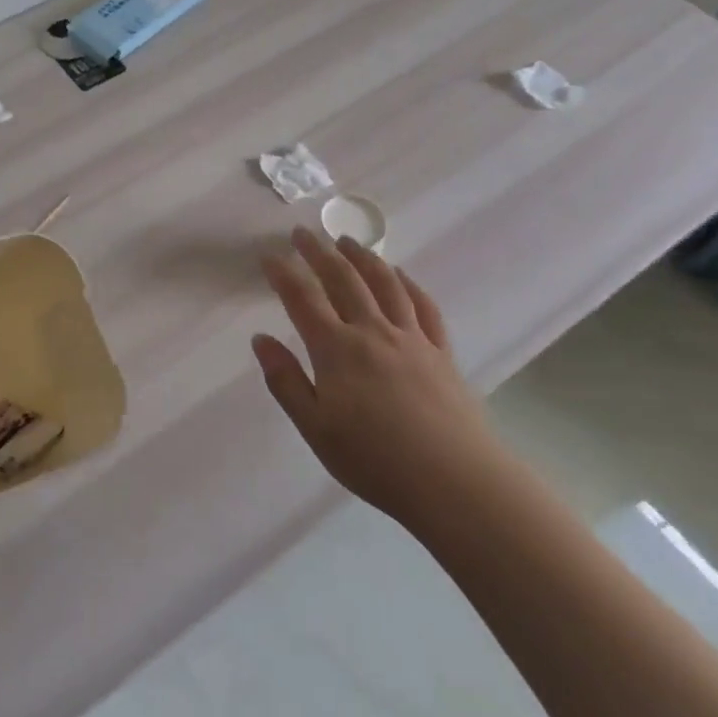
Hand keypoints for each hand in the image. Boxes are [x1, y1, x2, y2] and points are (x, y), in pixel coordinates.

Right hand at [254, 228, 502, 529]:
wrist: (456, 483)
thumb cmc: (375, 460)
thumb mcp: (315, 428)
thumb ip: (285, 380)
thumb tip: (261, 339)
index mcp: (336, 349)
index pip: (302, 298)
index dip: (283, 273)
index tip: (268, 254)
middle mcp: (372, 331)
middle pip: (343, 279)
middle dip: (320, 252)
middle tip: (304, 233)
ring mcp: (412, 338)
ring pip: (384, 284)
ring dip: (363, 257)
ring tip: (347, 241)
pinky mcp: (441, 352)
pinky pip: (423, 306)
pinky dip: (408, 283)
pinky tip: (400, 275)